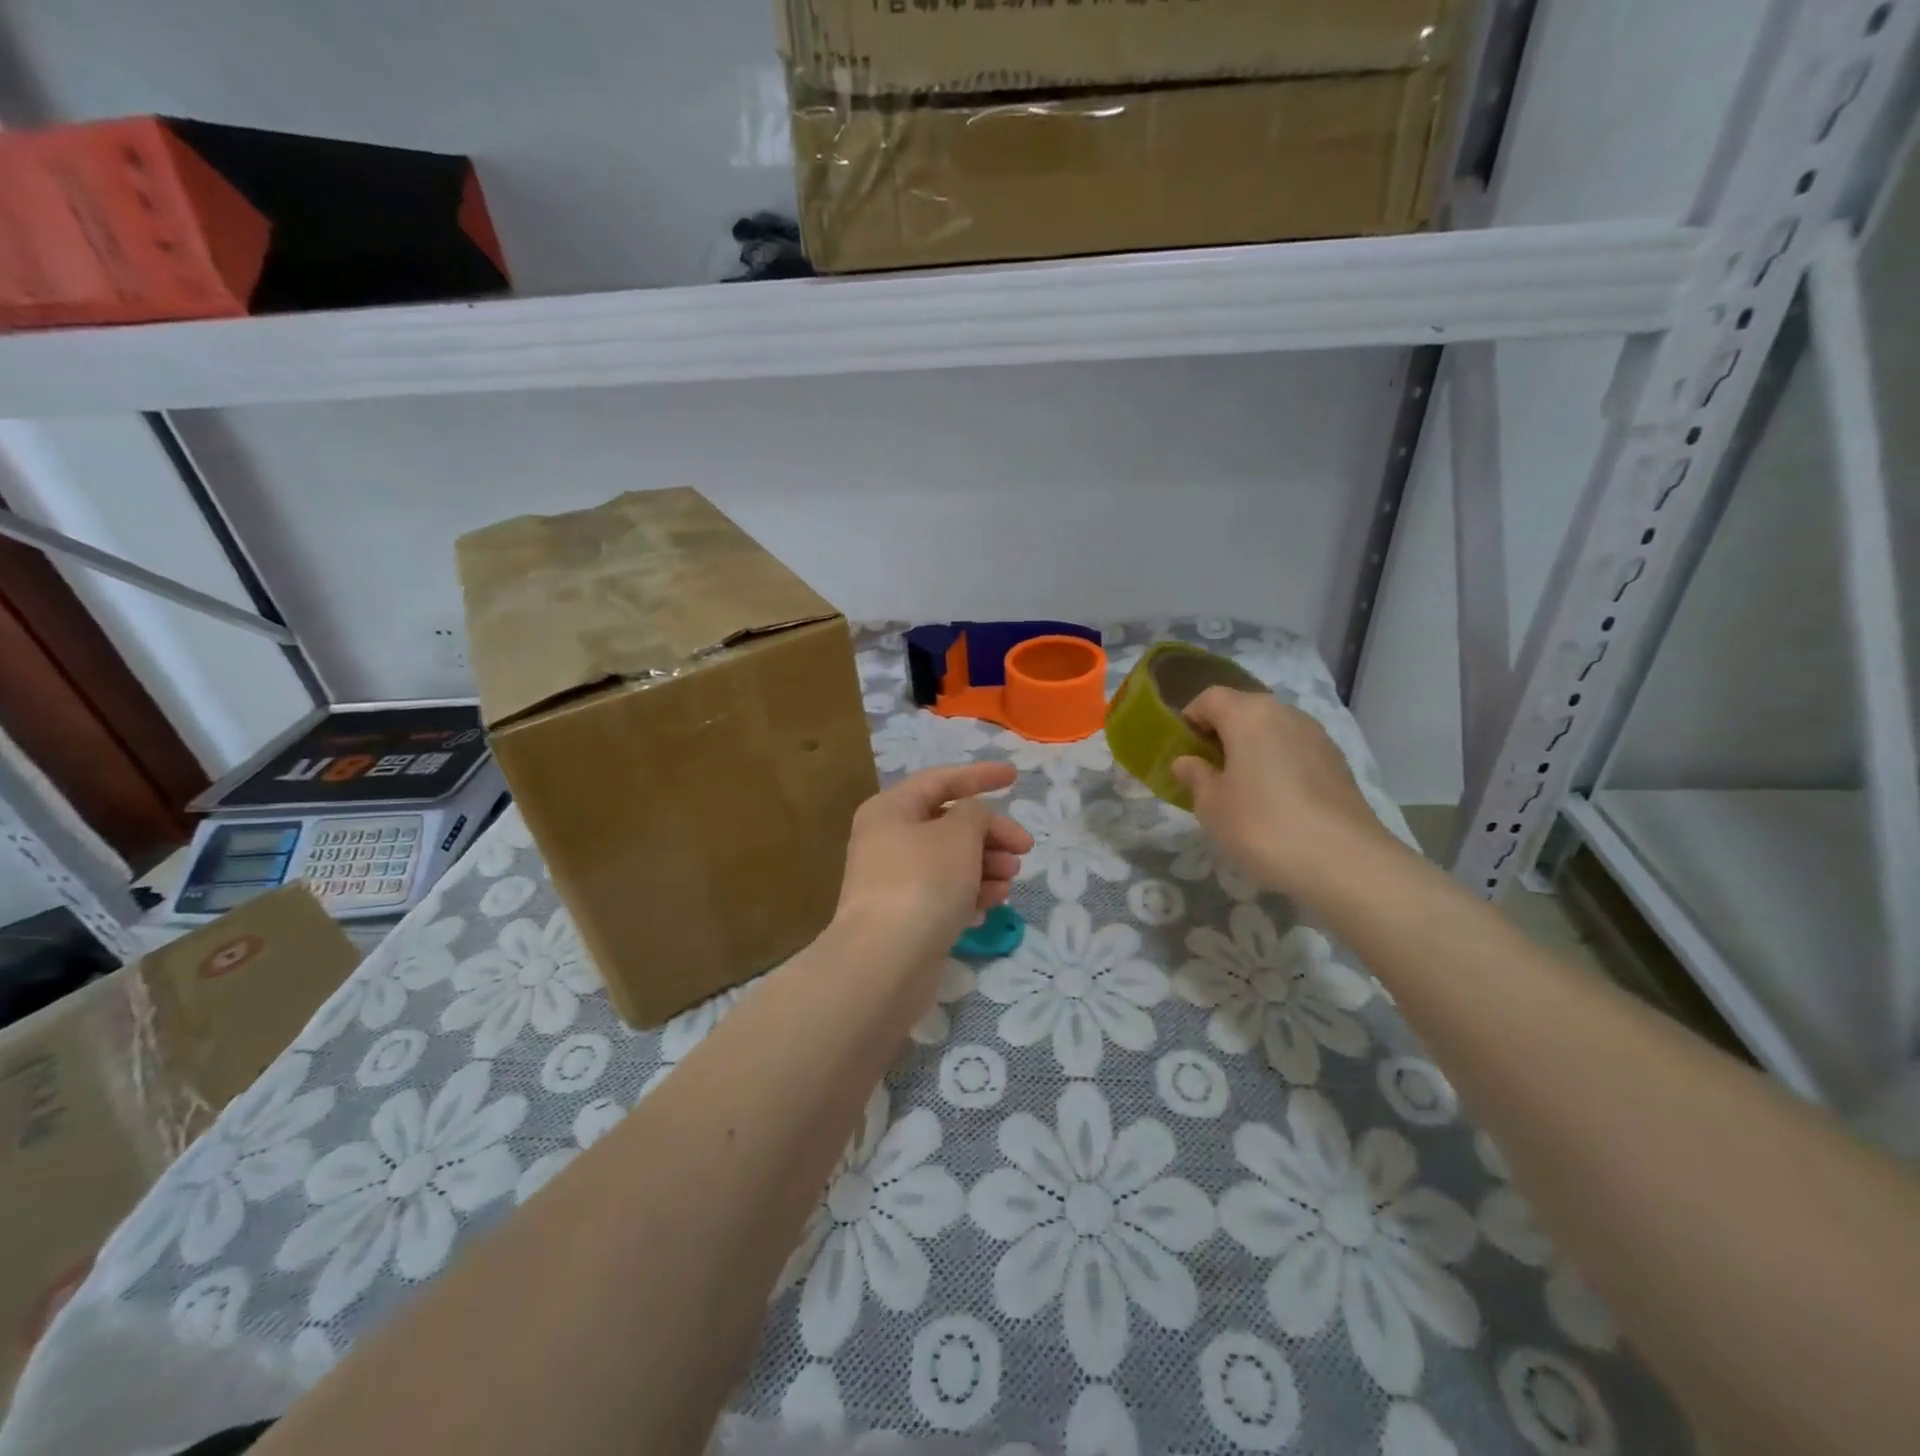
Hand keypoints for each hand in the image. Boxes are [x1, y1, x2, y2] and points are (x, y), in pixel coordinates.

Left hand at [835, 762, 1033, 963]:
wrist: (885, 962)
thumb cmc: (923, 883)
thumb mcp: (958, 834)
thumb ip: (975, 814)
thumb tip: (973, 819)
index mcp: (891, 810)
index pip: (940, 780)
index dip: (979, 776)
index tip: (1015, 777)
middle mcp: (887, 841)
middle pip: (948, 824)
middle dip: (990, 832)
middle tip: (1024, 848)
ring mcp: (894, 882)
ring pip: (950, 861)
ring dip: (985, 864)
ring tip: (1010, 878)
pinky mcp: (905, 918)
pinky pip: (944, 894)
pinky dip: (970, 893)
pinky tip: (991, 904)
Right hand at [1171, 688, 1398, 898]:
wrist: (1344, 861)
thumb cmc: (1262, 825)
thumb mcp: (1211, 805)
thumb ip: (1196, 776)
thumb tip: (1187, 761)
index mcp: (1249, 715)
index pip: (1210, 698)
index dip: (1191, 718)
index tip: (1182, 749)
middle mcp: (1286, 714)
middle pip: (1245, 710)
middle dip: (1223, 733)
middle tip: (1209, 769)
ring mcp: (1318, 737)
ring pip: (1274, 731)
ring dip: (1253, 749)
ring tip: (1242, 788)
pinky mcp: (1339, 763)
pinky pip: (1296, 752)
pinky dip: (1280, 765)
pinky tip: (1276, 801)